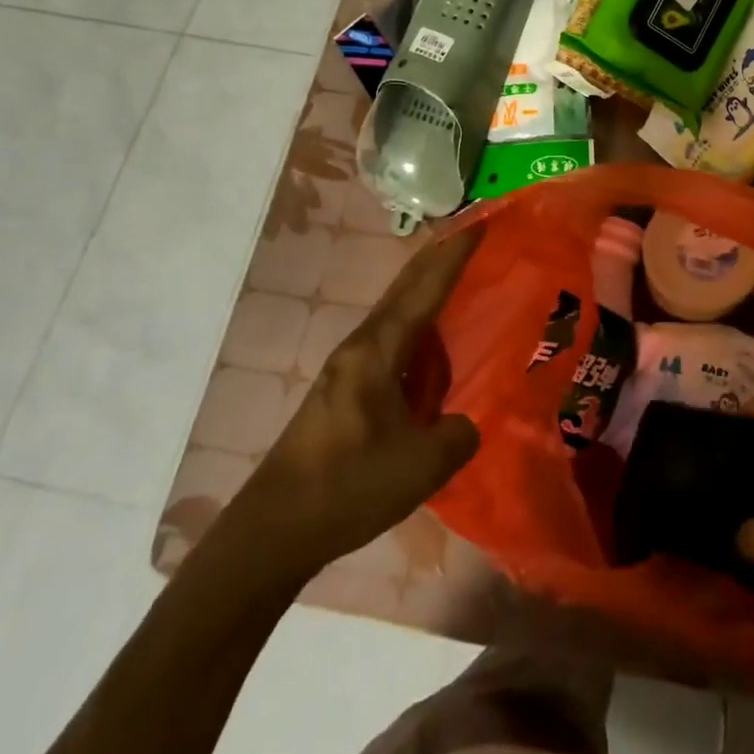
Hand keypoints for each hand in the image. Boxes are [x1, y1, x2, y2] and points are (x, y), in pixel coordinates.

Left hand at [227, 230, 482, 582]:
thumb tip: (463, 422)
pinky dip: (420, 329)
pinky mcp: (345, 392)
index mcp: (378, 351)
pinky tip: (435, 346)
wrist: (271, 532)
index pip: (425, 288)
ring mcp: (349, 369)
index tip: (482, 221)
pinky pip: (393, 343)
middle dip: (440, 258)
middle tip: (475, 235)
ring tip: (461, 279)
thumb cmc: (348, 487)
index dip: (455, 254)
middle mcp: (361, 347)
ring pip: (398, 314)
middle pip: (406, 288)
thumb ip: (460, 433)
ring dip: (428, 291)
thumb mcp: (423, 464)